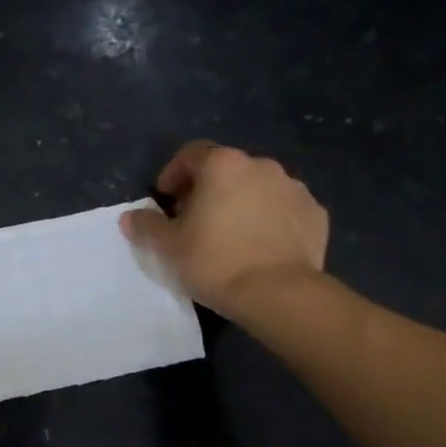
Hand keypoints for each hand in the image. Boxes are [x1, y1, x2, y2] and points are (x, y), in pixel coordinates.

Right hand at [121, 141, 328, 317]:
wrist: (279, 293)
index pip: (191, 154)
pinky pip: (284, 208)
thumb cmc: (215, 261)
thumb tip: (130, 217)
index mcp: (222, 166)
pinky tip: (261, 246)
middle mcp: (261, 166)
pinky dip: (270, 219)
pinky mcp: (315, 213)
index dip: (174, 173)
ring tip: (230, 235)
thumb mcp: (169, 247)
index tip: (165, 198)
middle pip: (226, 169)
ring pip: (258, 187)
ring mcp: (293, 188)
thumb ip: (146, 226)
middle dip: (208, 188)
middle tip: (195, 219)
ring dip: (241, 202)